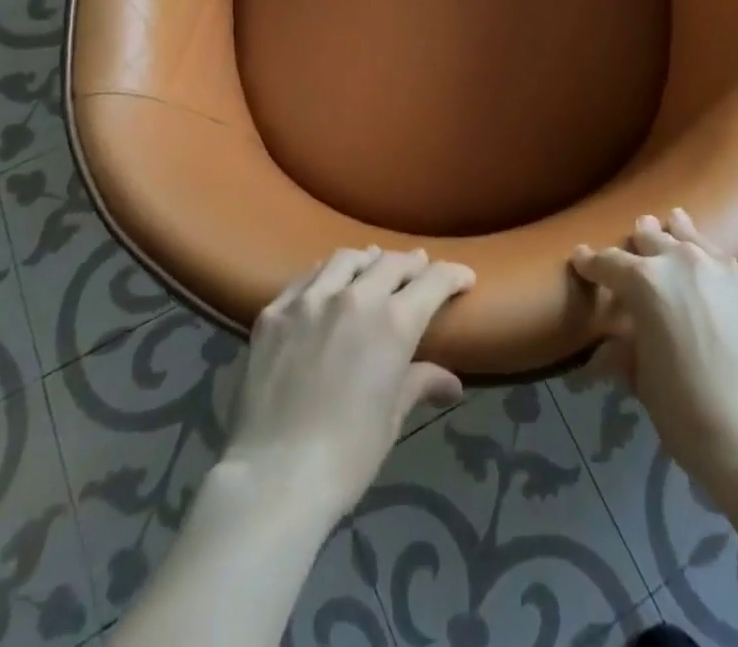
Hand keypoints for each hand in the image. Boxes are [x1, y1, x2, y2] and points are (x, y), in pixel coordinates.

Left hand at [222, 246, 474, 524]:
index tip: (463, 278)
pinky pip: (306, 278)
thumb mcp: (392, 418)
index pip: (434, 280)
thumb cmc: (347, 456)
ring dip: (367, 261)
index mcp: (394, 322)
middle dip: (412, 264)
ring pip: (346, 259)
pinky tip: (325, 286)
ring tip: (372, 266)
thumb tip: (452, 384)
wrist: (273, 479)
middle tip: (420, 270)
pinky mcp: (275, 312)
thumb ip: (420, 383)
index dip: (453, 275)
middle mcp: (355, 297)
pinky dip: (324, 276)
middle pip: (391, 262)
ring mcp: (310, 300)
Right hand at [572, 210, 737, 495]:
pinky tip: (713, 274)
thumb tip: (603, 354)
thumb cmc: (686, 412)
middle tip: (633, 237)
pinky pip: (725, 264)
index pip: (609, 263)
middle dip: (638, 240)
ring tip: (674, 223)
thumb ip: (624, 354)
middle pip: (653, 238)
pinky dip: (712, 264)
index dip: (591, 262)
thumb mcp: (643, 383)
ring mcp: (723, 271)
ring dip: (679, 234)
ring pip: (693, 238)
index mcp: (646, 282)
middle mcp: (683, 263)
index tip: (581, 257)